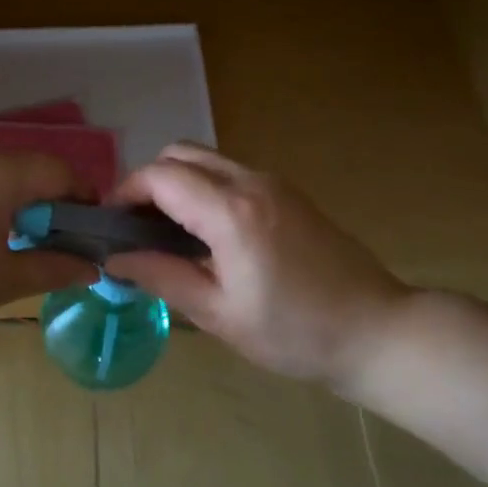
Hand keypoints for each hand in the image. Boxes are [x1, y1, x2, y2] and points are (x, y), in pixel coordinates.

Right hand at [105, 143, 409, 384]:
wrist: (376, 331)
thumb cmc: (294, 333)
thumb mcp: (218, 314)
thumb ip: (162, 277)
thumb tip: (114, 259)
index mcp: (231, 212)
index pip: (160, 176)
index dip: (126, 192)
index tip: (111, 225)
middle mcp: (251, 182)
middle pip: (180, 153)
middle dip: (149, 182)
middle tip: (138, 228)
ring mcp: (273, 182)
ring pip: (206, 159)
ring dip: (178, 183)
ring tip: (169, 233)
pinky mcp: (288, 192)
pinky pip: (231, 173)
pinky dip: (204, 189)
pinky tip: (208, 234)